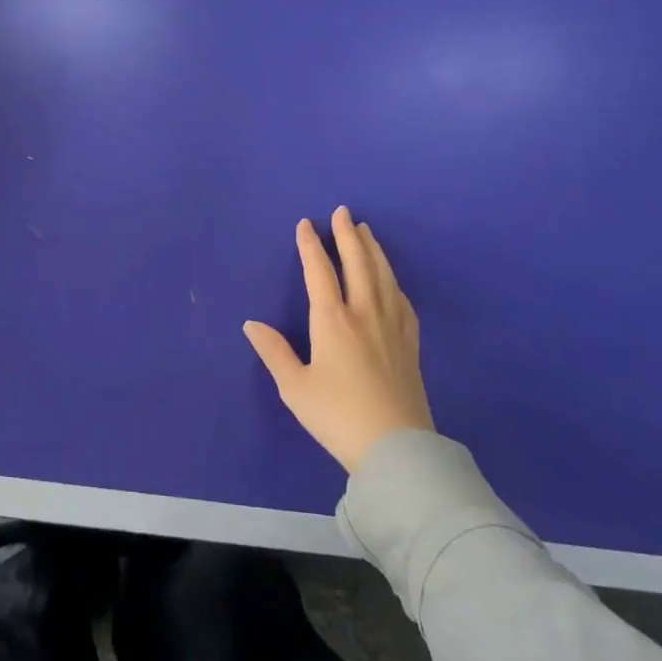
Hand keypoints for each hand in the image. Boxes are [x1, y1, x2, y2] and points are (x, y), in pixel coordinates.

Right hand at [243, 207, 435, 471]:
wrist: (397, 448)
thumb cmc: (337, 416)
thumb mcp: (295, 388)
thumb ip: (274, 352)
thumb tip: (251, 324)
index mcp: (332, 321)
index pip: (320, 271)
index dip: (311, 245)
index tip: (306, 224)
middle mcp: (364, 313)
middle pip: (357, 263)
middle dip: (348, 235)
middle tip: (343, 212)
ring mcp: (392, 326)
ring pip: (383, 276)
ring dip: (373, 250)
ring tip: (367, 231)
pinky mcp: (410, 343)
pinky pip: (401, 299)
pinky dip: (392, 279)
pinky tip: (390, 278)